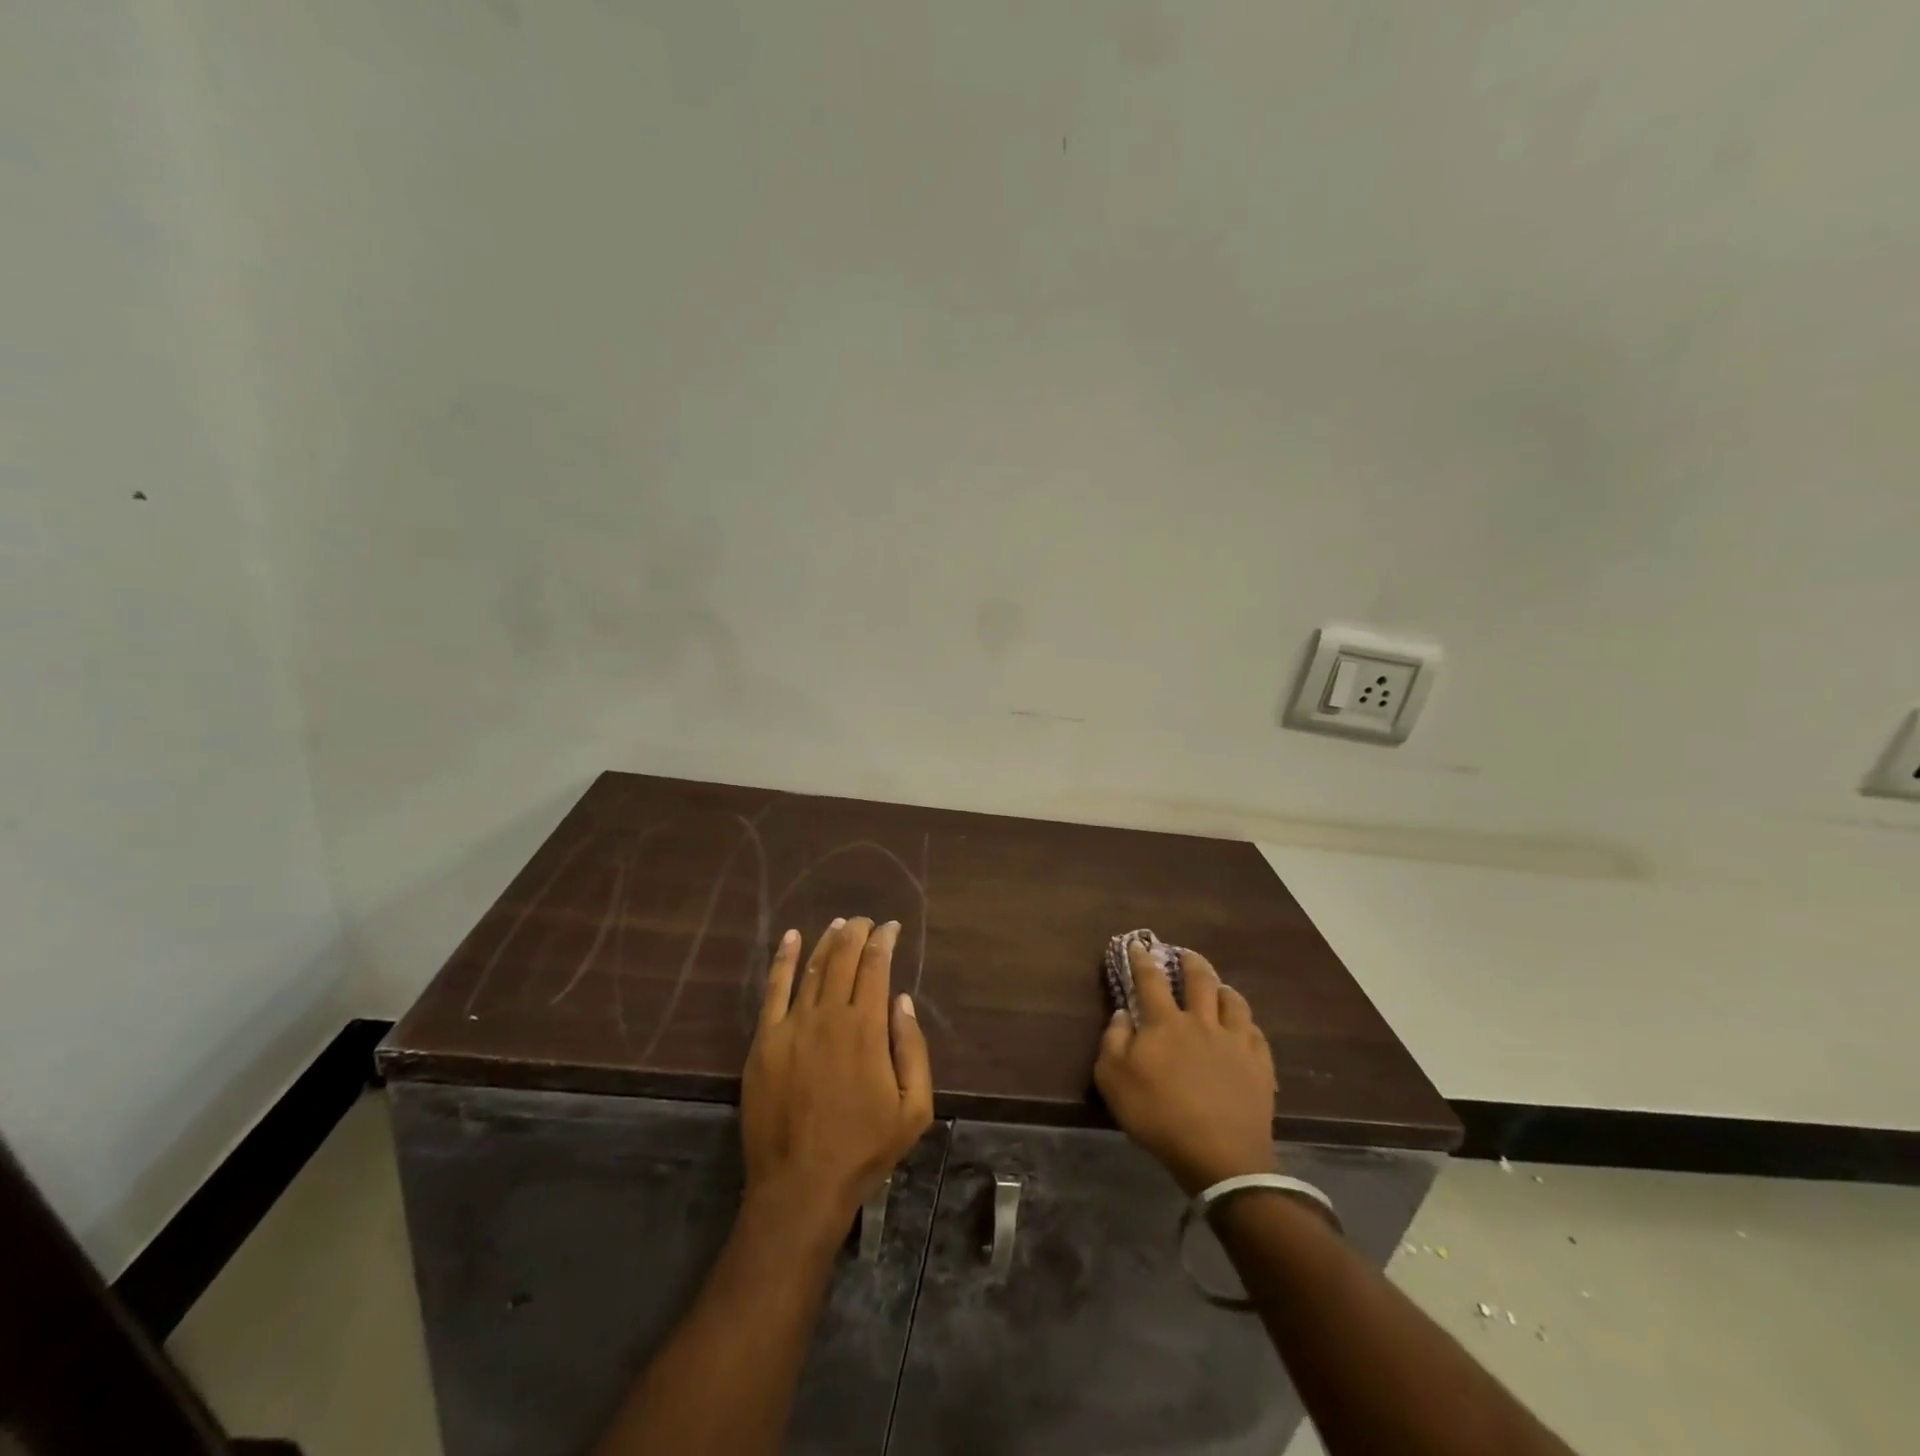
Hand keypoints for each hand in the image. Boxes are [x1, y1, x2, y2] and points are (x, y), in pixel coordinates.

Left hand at [740, 917, 933, 1229]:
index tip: (891, 927)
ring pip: (811, 967)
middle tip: (866, 921)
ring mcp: (792, 1026)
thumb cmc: (864, 1149)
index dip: (884, 941)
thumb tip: (902, 1000)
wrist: (800, 1186)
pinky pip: (773, 989)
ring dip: (827, 941)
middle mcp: (829, 1016)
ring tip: (839, 924)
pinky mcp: (764, 1041)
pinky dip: (783, 959)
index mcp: (867, 1029)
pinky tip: (790, 938)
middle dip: (857, 932)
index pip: (876, 968)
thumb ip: (913, 1049)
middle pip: (843, 959)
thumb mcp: (913, 1109)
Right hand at [1094, 942, 1278, 1196]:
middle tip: (1186, 955)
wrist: (1219, 1155)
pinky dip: (1246, 1022)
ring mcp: (1234, 1042)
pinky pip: (1255, 1031)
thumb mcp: (1113, 1080)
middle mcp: (1201, 1022)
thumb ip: (1113, 1041)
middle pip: (1199, 980)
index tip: (1138, 945)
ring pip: (1233, 1000)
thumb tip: (1122, 1014)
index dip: (1142, 960)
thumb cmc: (1158, 1115)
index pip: (1150, 980)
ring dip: (1223, 988)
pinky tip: (1244, 1026)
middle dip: (1191, 962)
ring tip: (1219, 987)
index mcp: (1165, 1023)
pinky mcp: (1259, 1065)